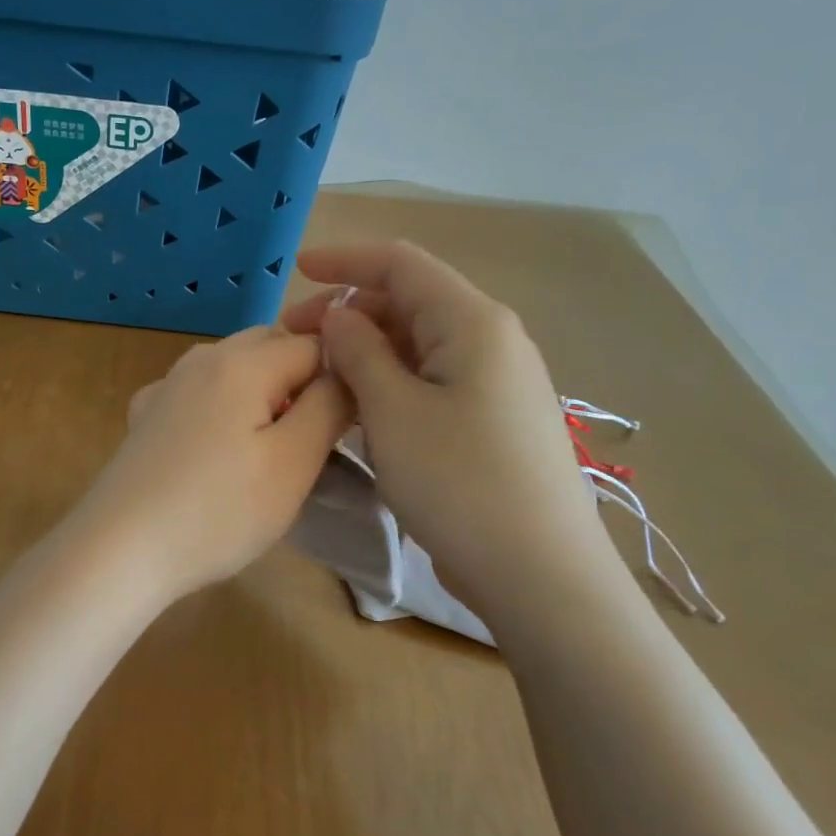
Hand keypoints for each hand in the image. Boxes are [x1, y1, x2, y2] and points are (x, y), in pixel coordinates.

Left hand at [74, 327, 353, 603]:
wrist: (120, 548)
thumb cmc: (218, 510)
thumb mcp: (293, 462)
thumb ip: (329, 405)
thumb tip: (346, 370)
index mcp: (242, 361)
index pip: (313, 343)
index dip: (340, 377)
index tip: (346, 424)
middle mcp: (201, 359)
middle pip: (269, 346)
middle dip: (300, 379)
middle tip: (312, 437)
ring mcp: (166, 386)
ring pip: (232, 368)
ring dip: (262, 392)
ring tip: (269, 447)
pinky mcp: (145, 417)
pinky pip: (198, 393)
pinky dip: (221, 407)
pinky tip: (215, 447)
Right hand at [280, 242, 612, 618]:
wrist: (540, 575)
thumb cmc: (459, 483)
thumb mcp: (392, 411)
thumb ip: (359, 352)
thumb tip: (340, 316)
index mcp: (471, 321)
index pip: (400, 264)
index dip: (344, 260)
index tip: (295, 270)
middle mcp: (491, 340)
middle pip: (409, 302)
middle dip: (348, 312)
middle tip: (295, 343)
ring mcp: (497, 382)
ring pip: (418, 344)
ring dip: (367, 351)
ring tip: (320, 377)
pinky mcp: (493, 419)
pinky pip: (432, 380)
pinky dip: (390, 381)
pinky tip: (360, 409)